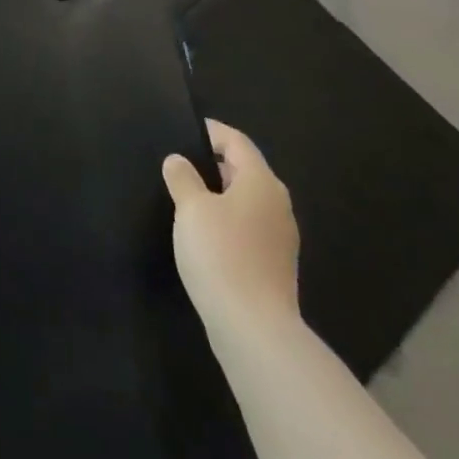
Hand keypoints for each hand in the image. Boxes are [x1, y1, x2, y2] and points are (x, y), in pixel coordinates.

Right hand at [162, 120, 299, 342]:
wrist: (254, 328)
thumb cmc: (221, 254)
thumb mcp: (191, 209)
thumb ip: (182, 178)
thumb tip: (178, 160)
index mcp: (261, 181)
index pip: (237, 142)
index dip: (212, 132)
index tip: (185, 129)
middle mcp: (277, 203)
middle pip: (245, 169)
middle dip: (215, 163)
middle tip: (181, 162)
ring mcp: (280, 236)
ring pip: (247, 200)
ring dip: (221, 193)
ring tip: (187, 196)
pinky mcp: (275, 263)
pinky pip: (249, 225)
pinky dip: (228, 218)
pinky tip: (205, 233)